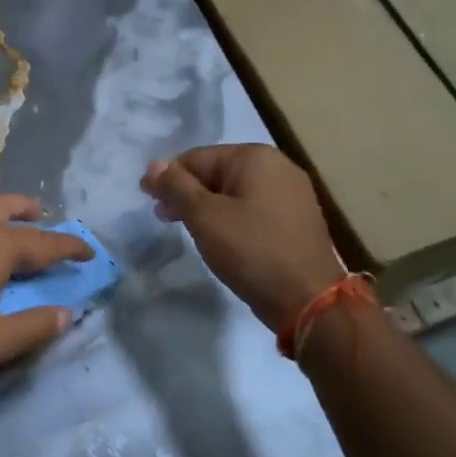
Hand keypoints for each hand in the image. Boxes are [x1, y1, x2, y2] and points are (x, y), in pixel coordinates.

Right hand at [142, 145, 343, 330]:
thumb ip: (176, 186)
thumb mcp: (204, 216)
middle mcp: (278, 166)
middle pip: (217, 172)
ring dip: (207, 206)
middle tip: (163, 217)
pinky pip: (253, 208)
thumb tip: (154, 165)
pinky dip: (231, 217)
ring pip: (235, 192)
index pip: (197, 157)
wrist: (308, 299)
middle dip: (187, 192)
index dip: (168, 177)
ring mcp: (292, 193)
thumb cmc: (251, 250)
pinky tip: (220, 237)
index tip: (148, 199)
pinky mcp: (297, 219)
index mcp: (255, 157)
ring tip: (188, 229)